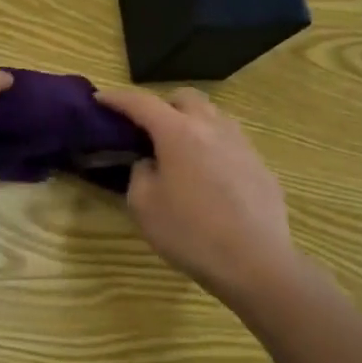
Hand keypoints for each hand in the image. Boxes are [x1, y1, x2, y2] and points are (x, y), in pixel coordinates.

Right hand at [96, 87, 304, 302]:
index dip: (117, 98)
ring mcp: (243, 146)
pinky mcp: (261, 168)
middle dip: (162, 104)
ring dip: (191, 122)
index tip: (100, 98)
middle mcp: (213, 129)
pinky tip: (208, 177)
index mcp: (178, 133)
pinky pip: (232, 143)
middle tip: (147, 127)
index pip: (141, 102)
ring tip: (179, 149)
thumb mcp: (143, 205)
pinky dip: (213, 148)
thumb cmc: (190, 233)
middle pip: (185, 98)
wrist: (256, 264)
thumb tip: (149, 163)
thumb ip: (139, 173)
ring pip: (214, 116)